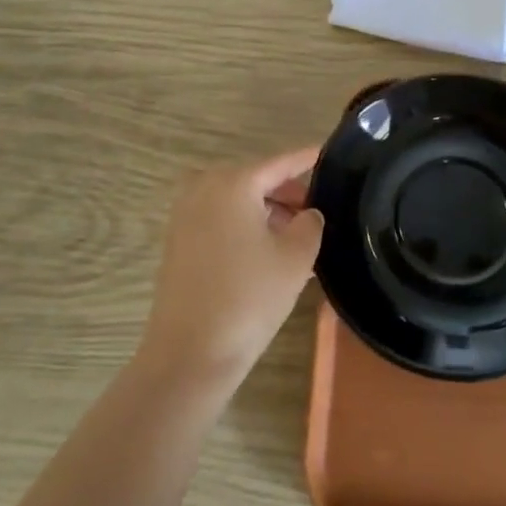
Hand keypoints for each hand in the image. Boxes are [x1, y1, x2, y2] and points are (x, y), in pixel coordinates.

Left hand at [139, 147, 323, 382]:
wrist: (189, 354)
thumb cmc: (249, 298)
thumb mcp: (296, 258)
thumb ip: (310, 224)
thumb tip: (307, 213)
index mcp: (233, 183)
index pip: (280, 162)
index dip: (306, 158)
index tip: (327, 152)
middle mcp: (204, 188)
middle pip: (255, 179)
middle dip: (286, 192)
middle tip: (317, 210)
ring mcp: (185, 215)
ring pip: (237, 201)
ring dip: (266, 212)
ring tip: (298, 236)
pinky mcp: (177, 242)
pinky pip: (220, 220)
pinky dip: (245, 226)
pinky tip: (269, 253)